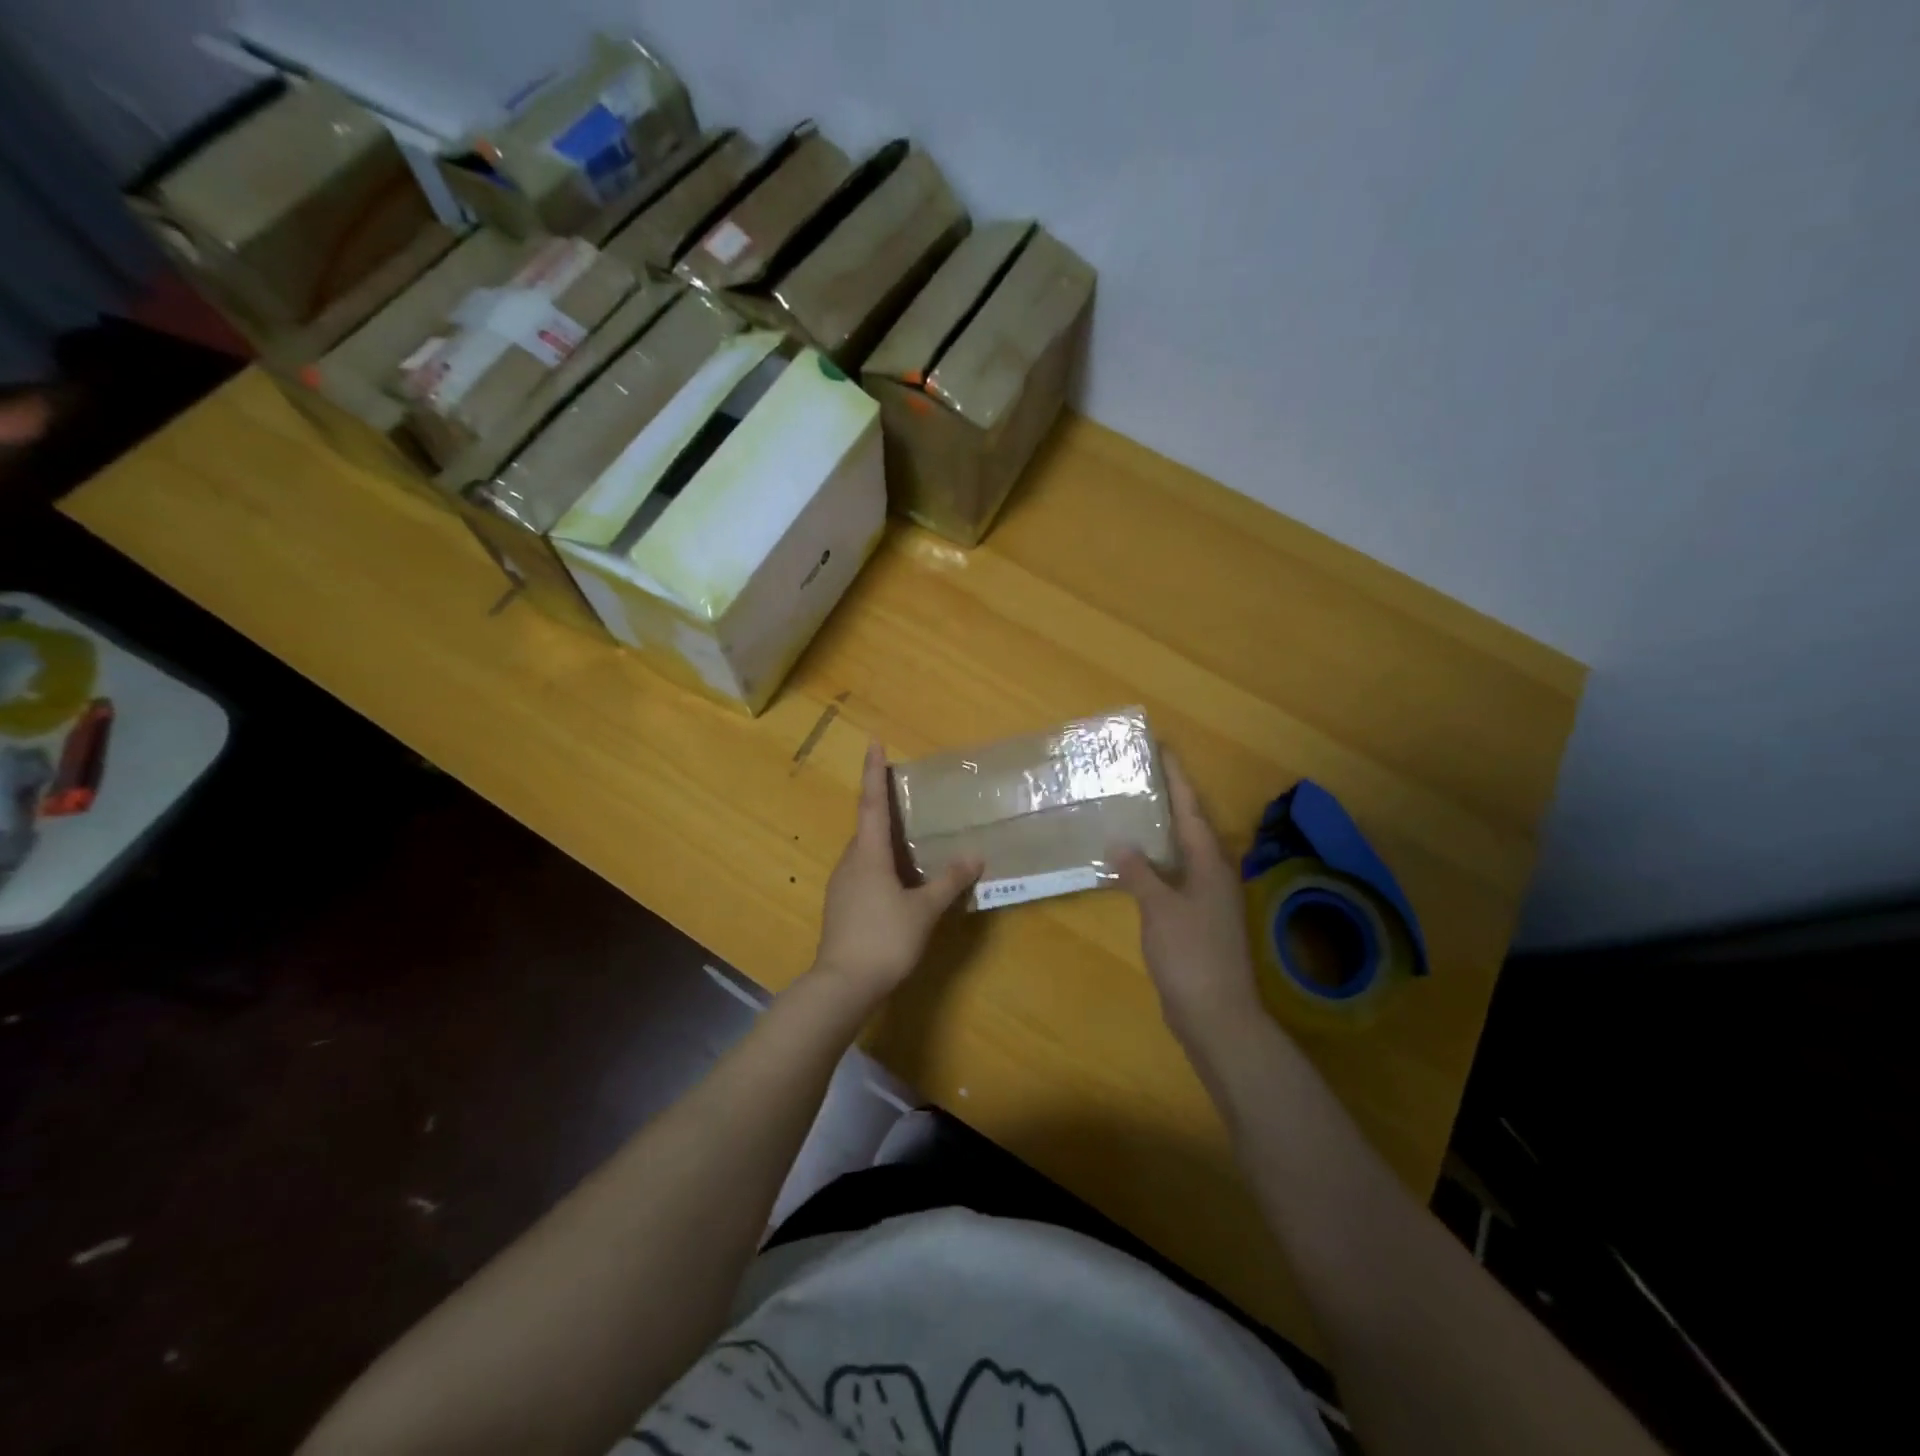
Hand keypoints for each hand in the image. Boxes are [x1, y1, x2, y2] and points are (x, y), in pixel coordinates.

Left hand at [811, 741, 979, 1001]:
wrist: (842, 985)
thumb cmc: (884, 939)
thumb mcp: (924, 910)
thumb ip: (949, 881)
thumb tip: (975, 856)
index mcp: (868, 854)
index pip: (872, 803)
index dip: (874, 772)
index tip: (874, 742)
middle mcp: (850, 862)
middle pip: (867, 826)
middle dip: (883, 808)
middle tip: (905, 796)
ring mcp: (841, 885)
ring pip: (864, 852)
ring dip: (883, 841)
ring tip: (909, 840)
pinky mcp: (841, 906)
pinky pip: (863, 873)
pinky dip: (881, 866)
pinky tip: (898, 882)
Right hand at [1113, 753, 1261, 1045]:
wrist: (1217, 1015)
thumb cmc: (1191, 955)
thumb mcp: (1160, 909)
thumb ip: (1139, 873)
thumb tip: (1120, 841)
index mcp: (1210, 863)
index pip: (1190, 809)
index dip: (1176, 778)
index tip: (1162, 748)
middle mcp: (1213, 874)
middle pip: (1188, 827)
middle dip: (1167, 800)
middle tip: (1137, 776)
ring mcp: (1206, 899)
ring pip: (1180, 854)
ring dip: (1158, 833)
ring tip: (1130, 812)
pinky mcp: (1196, 920)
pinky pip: (1172, 878)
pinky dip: (1153, 866)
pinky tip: (1131, 867)